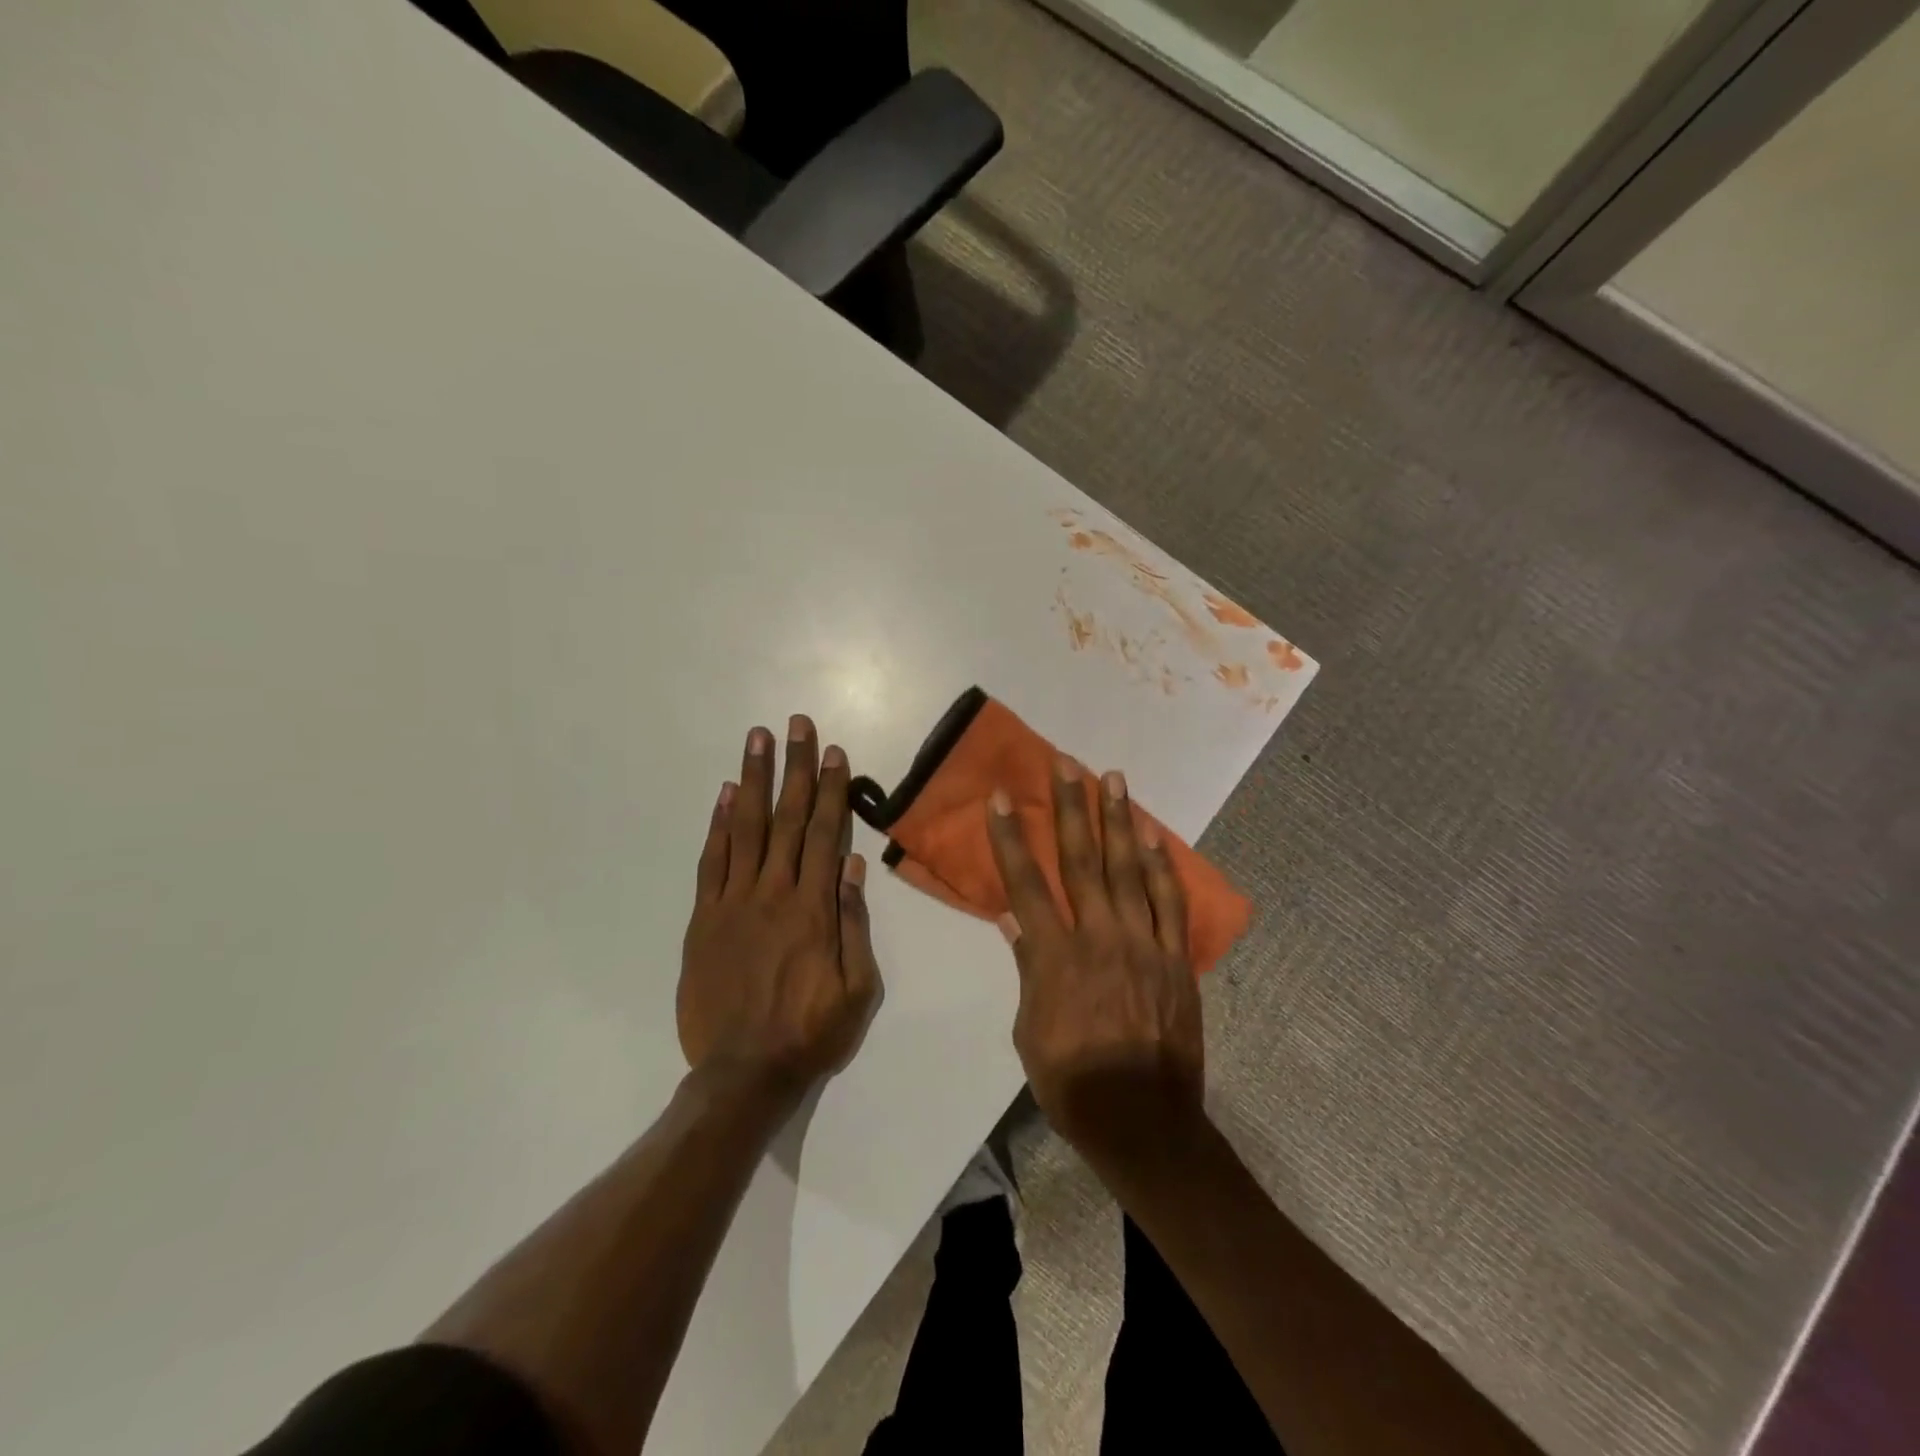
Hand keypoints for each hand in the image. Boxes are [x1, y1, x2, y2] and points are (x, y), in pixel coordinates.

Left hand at [678, 716, 880, 1100]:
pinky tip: (726, 794)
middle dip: (795, 767)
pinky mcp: (705, 919)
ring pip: (747, 829)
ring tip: (757, 739)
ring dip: (754, 780)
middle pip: (788, 819)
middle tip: (795, 724)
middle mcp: (774, 894)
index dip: (832, 789)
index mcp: (814, 909)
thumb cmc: (811, 1033)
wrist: (743, 1074)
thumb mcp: (858, 988)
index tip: (833, 752)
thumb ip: (854, 923)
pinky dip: (718, 825)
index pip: (826, 834)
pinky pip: (712, 862)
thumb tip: (854, 866)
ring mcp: (734, 903)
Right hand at [985, 758, 1204, 1165]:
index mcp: (1056, 957)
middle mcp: (1099, 937)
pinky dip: (1163, 865)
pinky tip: (1154, 835)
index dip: (1011, 838)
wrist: (1143, 1120)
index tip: (1002, 799)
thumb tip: (1013, 919)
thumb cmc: (1072, 1082)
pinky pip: (1170, 902)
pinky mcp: (1175, 958)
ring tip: (1112, 779)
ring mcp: (1143, 944)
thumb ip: (1028, 968)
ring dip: (1118, 821)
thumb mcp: (1030, 1031)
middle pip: (1081, 859)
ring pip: (1129, 869)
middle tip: (1067, 763)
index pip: (1026, 884)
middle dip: (1071, 807)